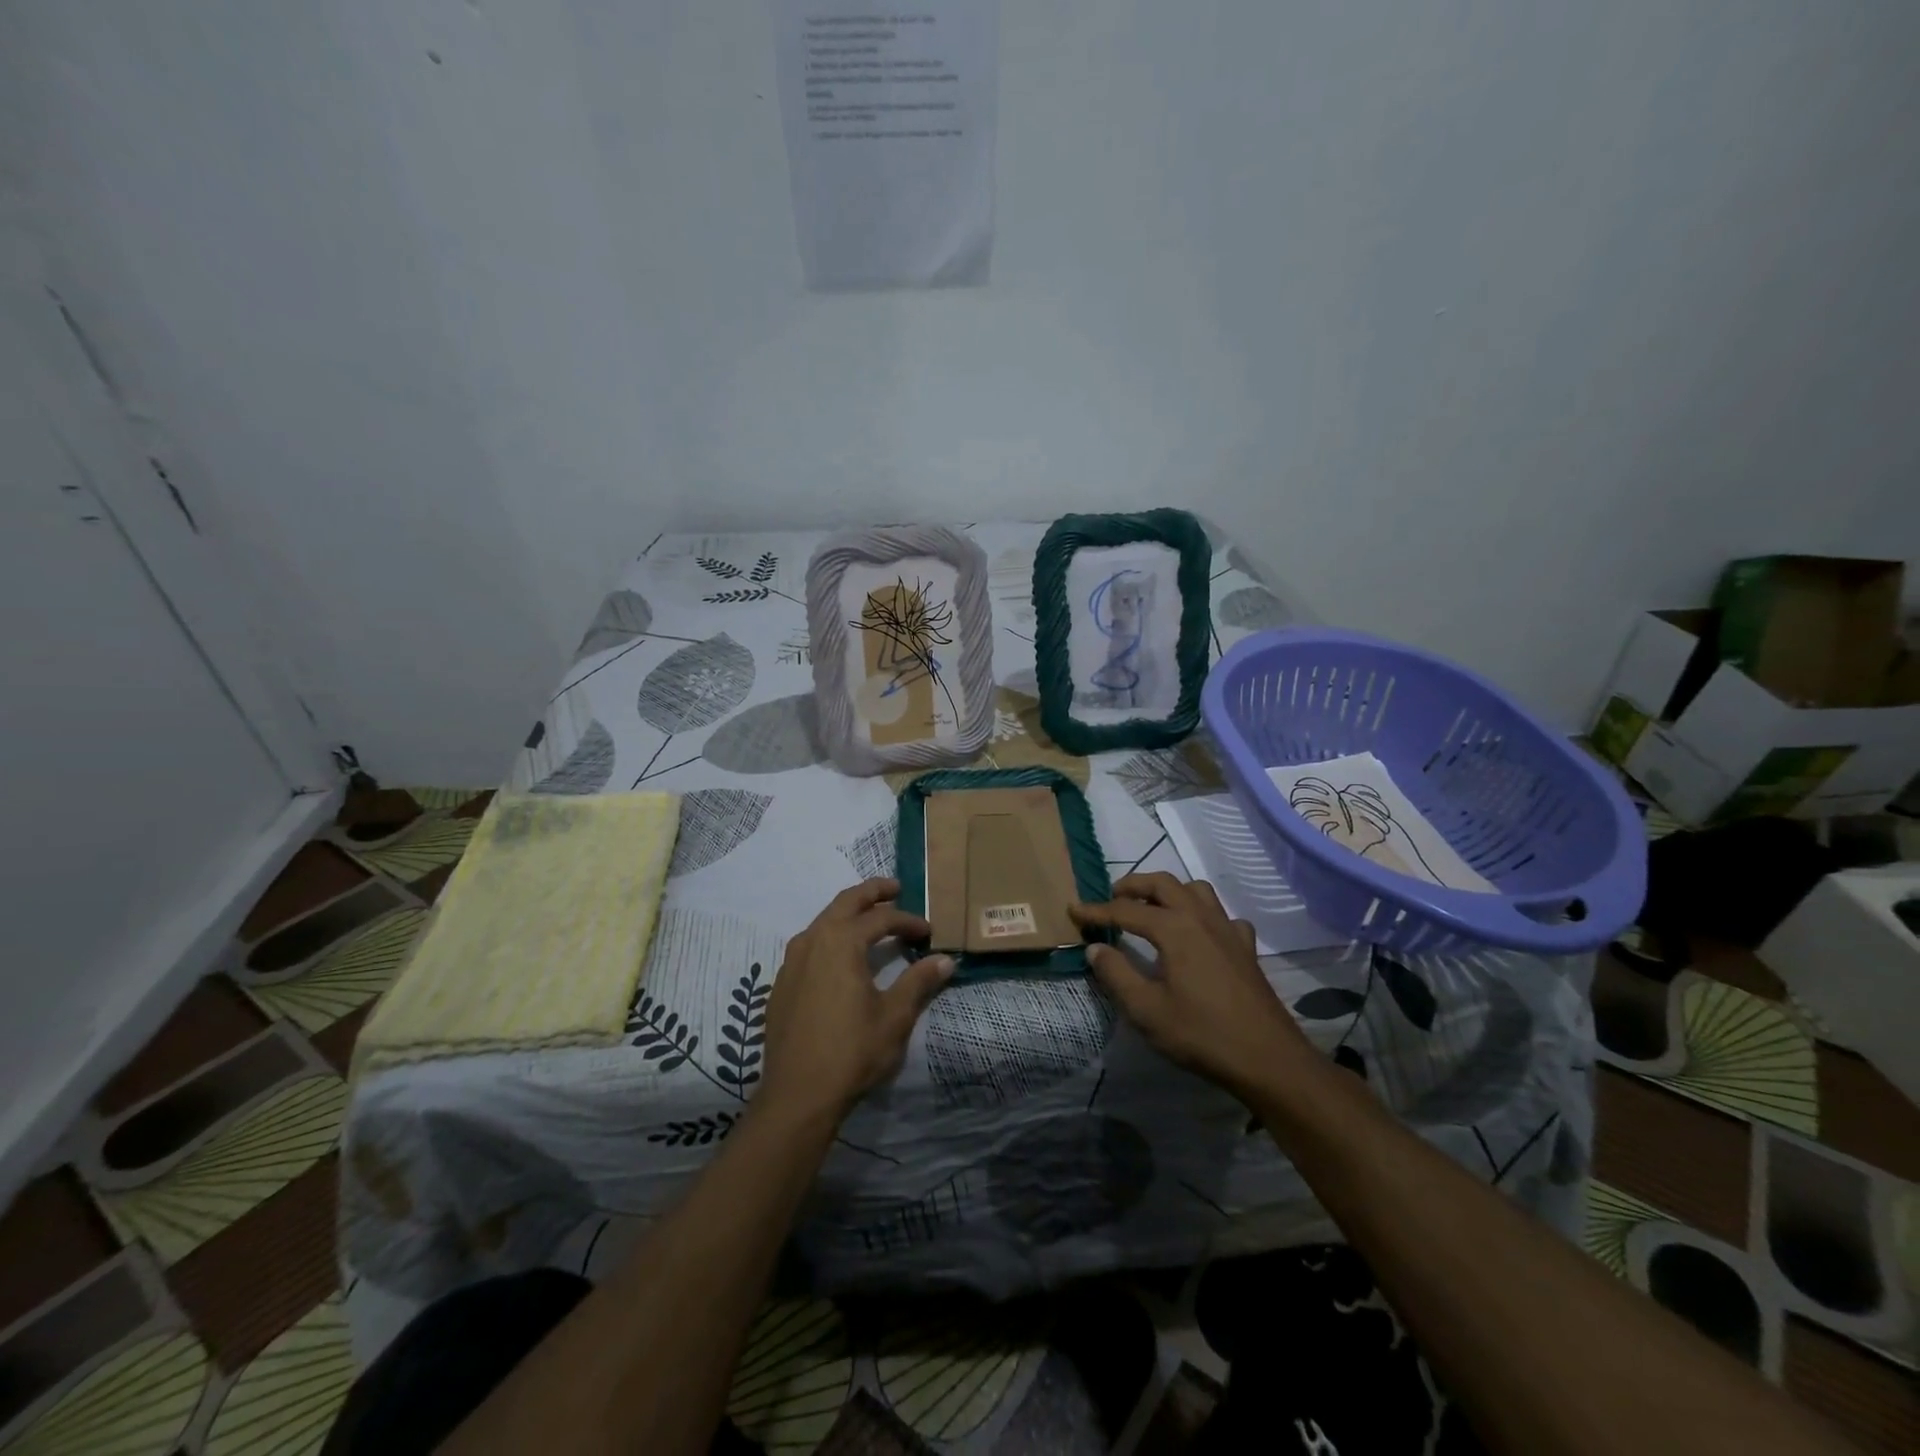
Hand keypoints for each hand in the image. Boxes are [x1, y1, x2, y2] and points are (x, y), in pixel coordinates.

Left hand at [760, 879, 954, 1121]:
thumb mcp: (894, 1016)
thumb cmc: (851, 1052)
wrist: (797, 1095)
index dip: (908, 921)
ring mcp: (792, 960)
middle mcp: (813, 940)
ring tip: (871, 918)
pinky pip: (810, 944)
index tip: (928, 932)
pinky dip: (831, 936)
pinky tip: (841, 956)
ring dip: (849, 913)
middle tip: (895, 888)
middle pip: (845, 902)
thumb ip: (919, 982)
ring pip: (823, 920)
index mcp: (841, 941)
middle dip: (872, 892)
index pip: (881, 918)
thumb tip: (945, 960)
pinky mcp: (782, 983)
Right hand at [1069, 873, 1311, 1099]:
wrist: (1268, 1059)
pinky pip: (1222, 915)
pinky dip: (1203, 914)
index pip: (1126, 910)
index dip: (1096, 910)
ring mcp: (1228, 929)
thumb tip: (1096, 947)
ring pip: (1195, 890)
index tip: (1073, 910)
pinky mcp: (1245, 948)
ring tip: (1152, 908)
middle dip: (1133, 885)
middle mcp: (1201, 918)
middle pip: (1163, 883)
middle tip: (1112, 898)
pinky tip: (1198, 936)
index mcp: (1174, 928)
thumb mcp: (1147, 1010)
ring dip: (1169, 891)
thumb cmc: (1202, 1034)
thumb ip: (1116, 974)